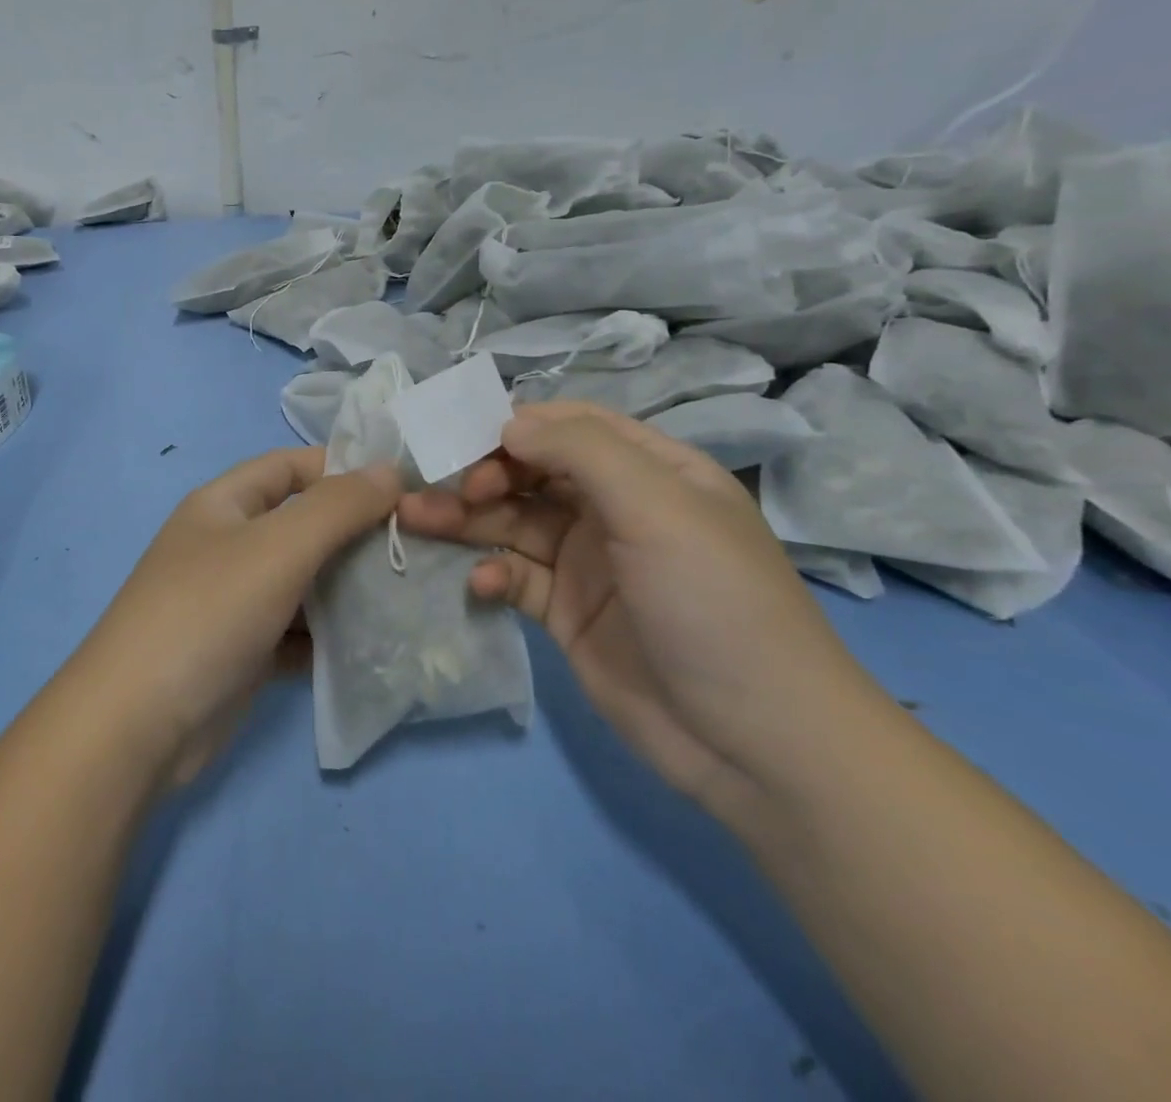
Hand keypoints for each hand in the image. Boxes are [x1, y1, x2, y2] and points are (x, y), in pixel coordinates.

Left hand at [75, 447, 401, 787]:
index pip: (290, 467)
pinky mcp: (242, 653)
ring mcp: (232, 602)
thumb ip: (337, 506)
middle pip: (301, 526)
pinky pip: (296, 633)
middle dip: (354, 534)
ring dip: (348, 589)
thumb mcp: (277, 547)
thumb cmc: (208, 613)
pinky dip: (329, 637)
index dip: (342, 470)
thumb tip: (388, 470)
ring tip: (409, 596)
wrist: (138, 726)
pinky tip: (374, 646)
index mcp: (223, 504)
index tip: (402, 490)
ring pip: (302, 583)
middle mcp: (226, 546)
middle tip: (417, 548)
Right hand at [397, 401, 887, 822]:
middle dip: (481, 474)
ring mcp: (589, 563)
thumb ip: (581, 452)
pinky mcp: (566, 612)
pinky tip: (481, 584)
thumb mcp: (658, 508)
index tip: (467, 443)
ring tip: (413, 518)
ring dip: (465, 519)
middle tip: (442, 490)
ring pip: (512, 522)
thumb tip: (508, 425)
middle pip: (532, 474)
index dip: (517, 427)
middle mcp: (616, 510)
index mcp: (652, 472)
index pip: (572, 428)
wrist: (756, 745)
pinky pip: (515, 577)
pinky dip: (492, 573)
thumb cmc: (714, 604)